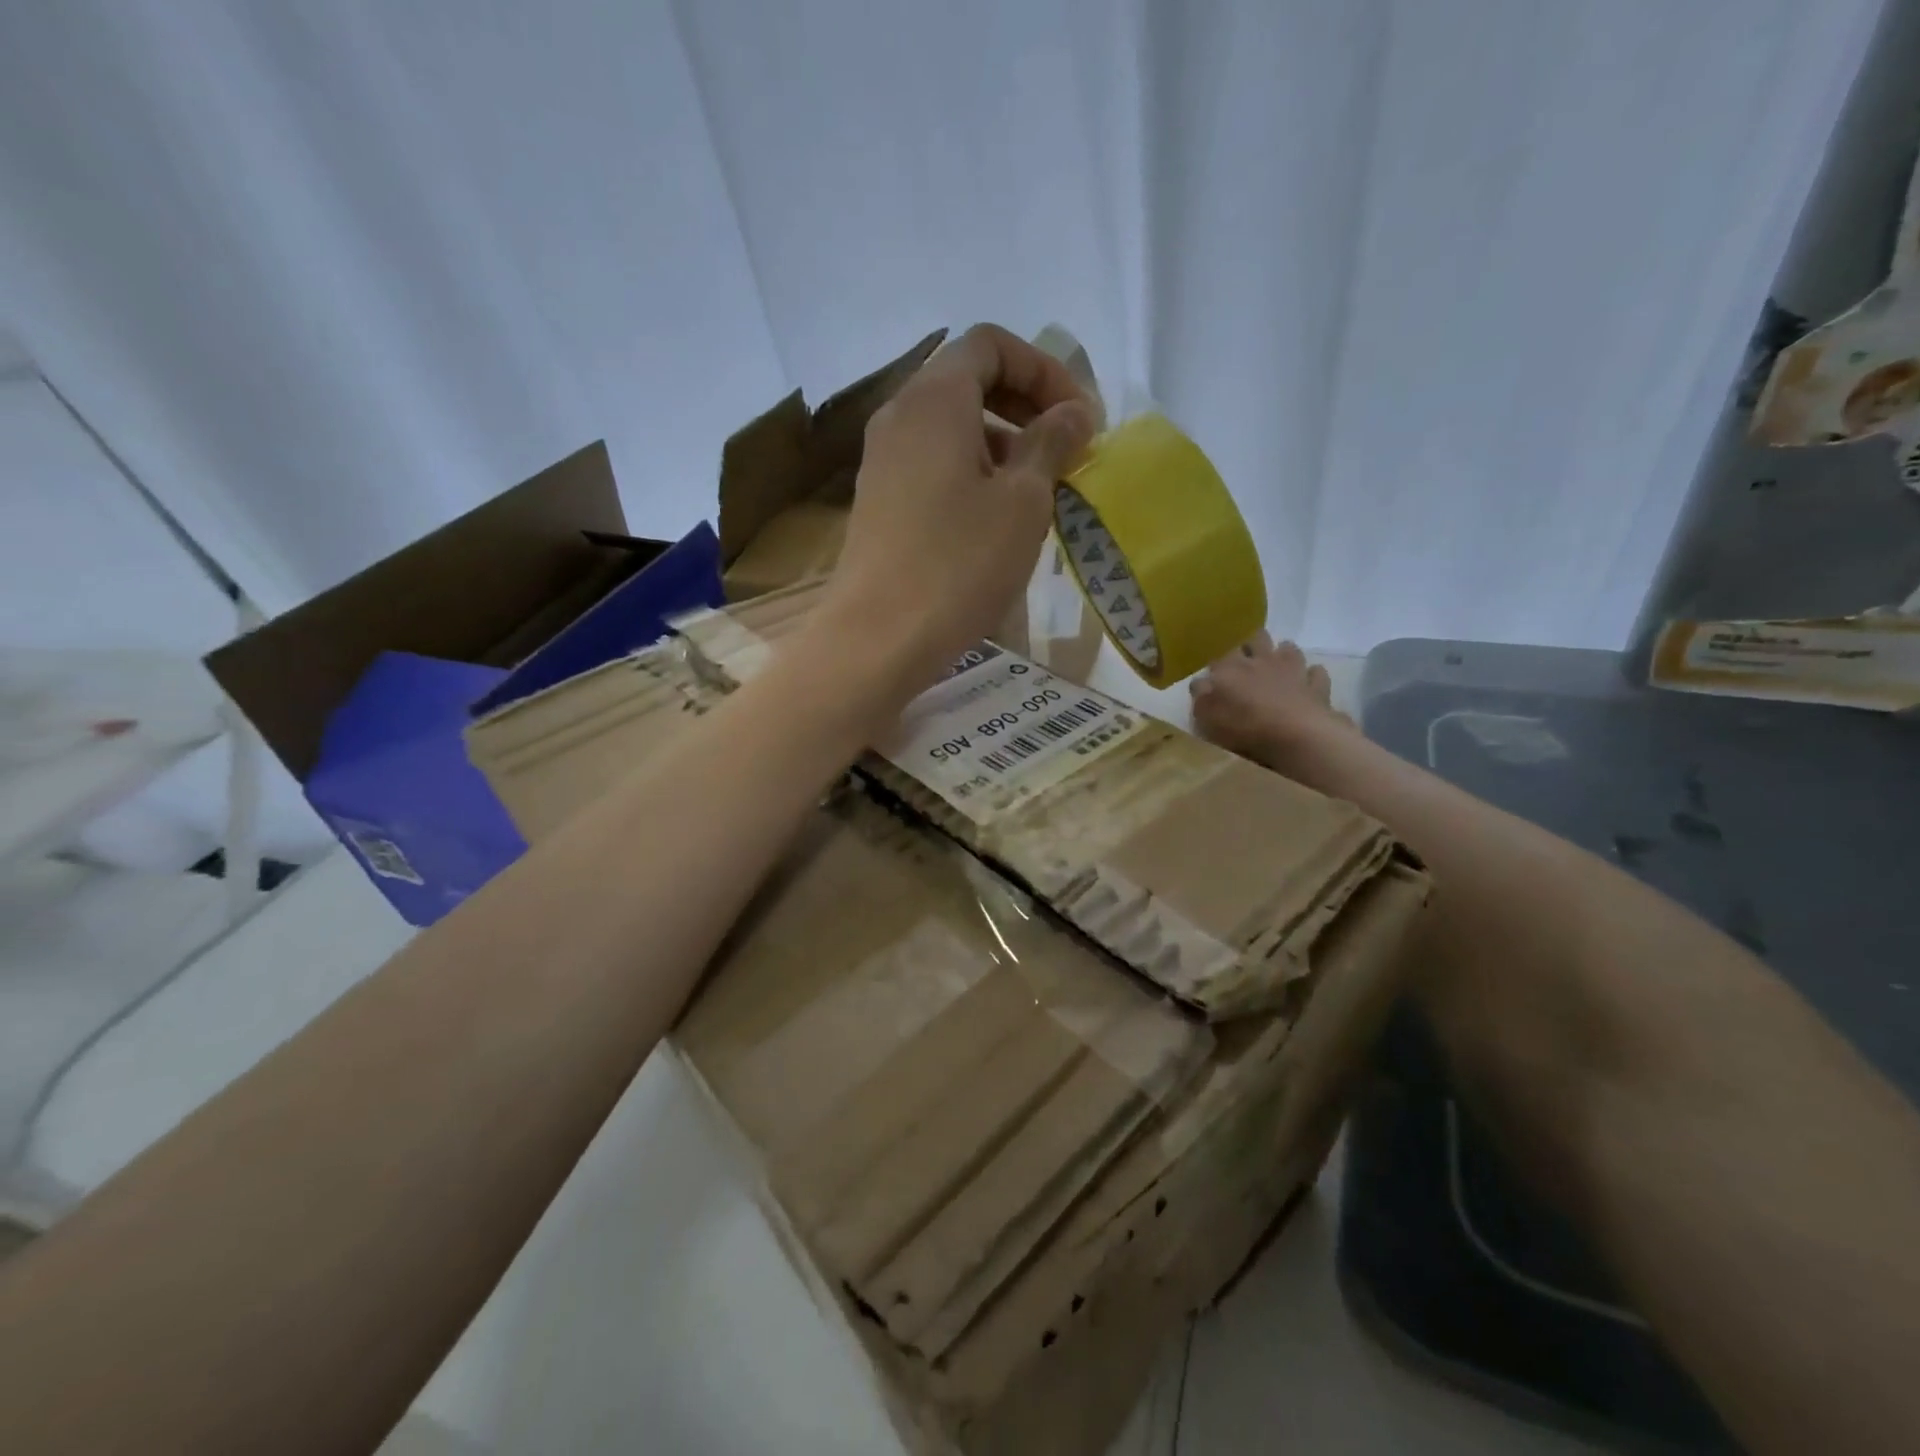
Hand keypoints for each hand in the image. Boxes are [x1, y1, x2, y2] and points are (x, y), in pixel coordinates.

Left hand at [818, 324, 1094, 696]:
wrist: (878, 639)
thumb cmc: (959, 564)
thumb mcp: (1023, 502)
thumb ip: (1051, 444)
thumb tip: (1072, 414)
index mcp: (934, 399)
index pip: (991, 344)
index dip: (1044, 370)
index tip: (1078, 419)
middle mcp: (899, 417)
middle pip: (968, 381)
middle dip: (1025, 407)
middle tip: (1064, 452)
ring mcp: (882, 462)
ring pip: (951, 428)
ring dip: (1001, 446)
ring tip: (1036, 494)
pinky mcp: (878, 503)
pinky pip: (932, 466)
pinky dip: (971, 474)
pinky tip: (994, 523)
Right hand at [1189, 632, 1353, 766]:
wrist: (1296, 735)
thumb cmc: (1244, 726)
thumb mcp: (1207, 716)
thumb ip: (1201, 696)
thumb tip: (1200, 683)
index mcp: (1231, 668)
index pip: (1220, 655)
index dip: (1217, 663)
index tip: (1214, 674)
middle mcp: (1261, 661)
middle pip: (1256, 639)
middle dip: (1250, 645)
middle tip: (1246, 660)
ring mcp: (1292, 670)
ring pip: (1288, 648)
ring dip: (1283, 653)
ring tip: (1277, 665)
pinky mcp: (1316, 686)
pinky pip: (1316, 673)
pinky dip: (1311, 675)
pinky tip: (1307, 681)